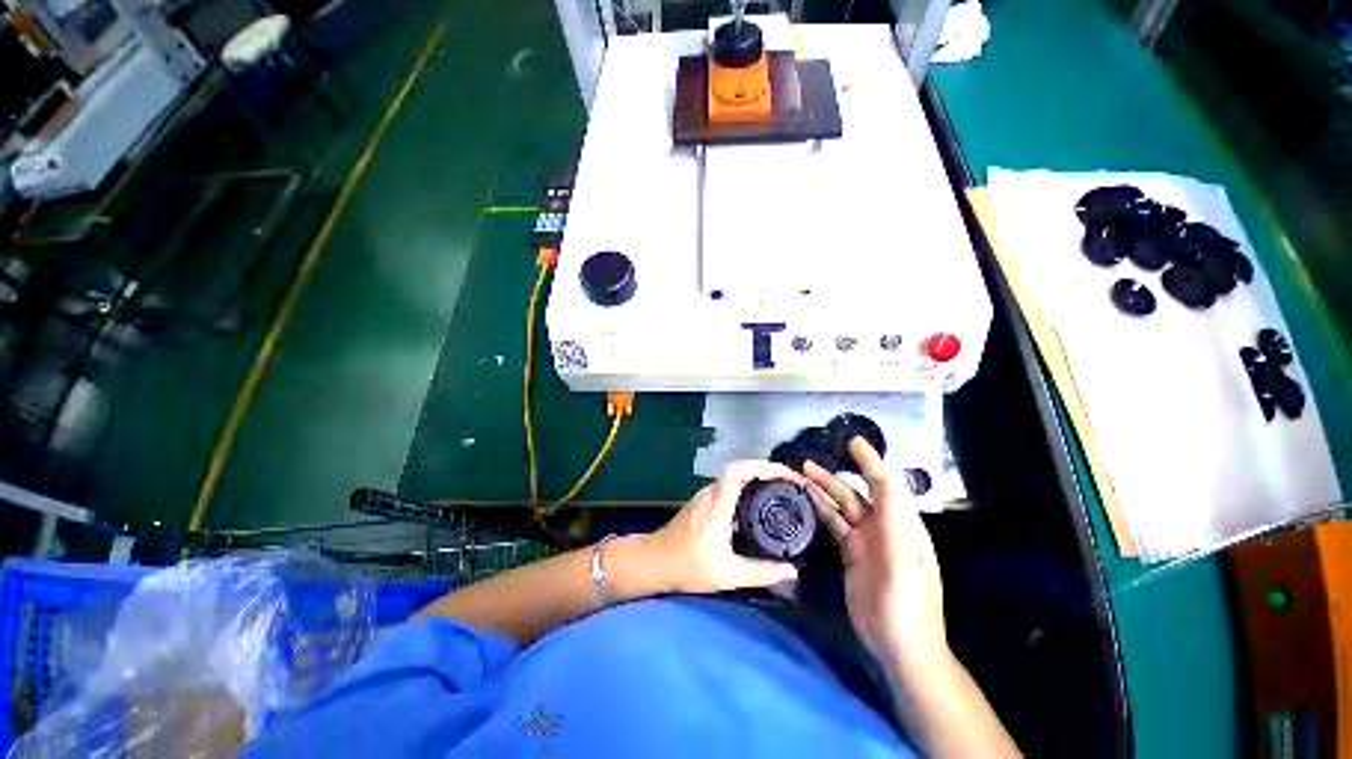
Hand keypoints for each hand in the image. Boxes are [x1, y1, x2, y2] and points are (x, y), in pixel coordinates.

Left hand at [647, 460, 802, 593]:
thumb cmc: (689, 566)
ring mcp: (705, 495)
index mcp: (717, 504)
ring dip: (756, 475)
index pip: (739, 470)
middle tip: (789, 481)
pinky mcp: (703, 501)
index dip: (763, 466)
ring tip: (779, 487)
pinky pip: (729, 484)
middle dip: (766, 469)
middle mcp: (711, 493)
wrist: (655, 561)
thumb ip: (761, 573)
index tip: (786, 474)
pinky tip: (758, 500)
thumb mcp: (728, 574)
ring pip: (733, 475)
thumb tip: (791, 571)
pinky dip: (746, 484)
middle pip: (739, 468)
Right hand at [803, 438, 946, 668]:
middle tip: (808, 462)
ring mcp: (866, 542)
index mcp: (902, 526)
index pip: (885, 485)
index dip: (870, 462)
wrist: (899, 648)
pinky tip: (807, 503)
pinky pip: (834, 526)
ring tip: (801, 476)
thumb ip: (894, 521)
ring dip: (823, 491)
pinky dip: (821, 512)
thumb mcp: (903, 563)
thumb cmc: (906, 606)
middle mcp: (884, 528)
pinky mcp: (851, 555)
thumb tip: (886, 481)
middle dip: (834, 476)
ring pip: (842, 508)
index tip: (853, 443)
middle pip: (856, 494)